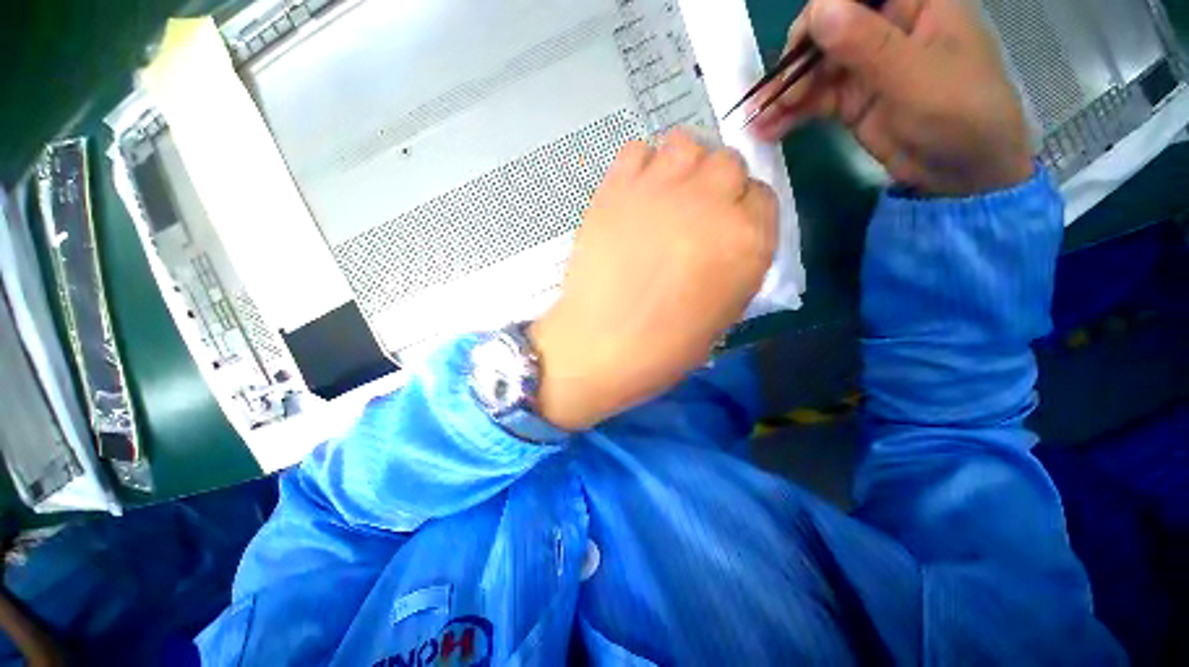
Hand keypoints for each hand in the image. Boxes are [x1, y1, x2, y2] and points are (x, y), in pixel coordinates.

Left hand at [529, 131, 776, 430]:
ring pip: (685, 144)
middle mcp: (711, 203)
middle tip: (693, 214)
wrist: (601, 345)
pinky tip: (635, 195)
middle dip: (716, 186)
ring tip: (665, 198)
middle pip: (728, 163)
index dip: (743, 211)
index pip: (762, 196)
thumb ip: (735, 264)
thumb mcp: (722, 313)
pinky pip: (636, 151)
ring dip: (682, 166)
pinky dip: (640, 166)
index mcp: (747, 241)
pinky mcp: (617, 188)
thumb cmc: (665, 346)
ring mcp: (661, 189)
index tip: (725, 226)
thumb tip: (726, 238)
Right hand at [751, 0, 1032, 196]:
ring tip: (758, 120)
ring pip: (813, 69)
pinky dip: (790, 115)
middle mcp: (884, 27)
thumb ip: (867, 43)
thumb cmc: (962, 114)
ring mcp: (865, 66)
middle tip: (774, 97)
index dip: (822, 12)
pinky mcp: (851, 100)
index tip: (799, 48)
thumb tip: (818, 9)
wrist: (965, 173)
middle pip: (826, 30)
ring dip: (783, 95)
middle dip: (795, 62)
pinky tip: (768, 130)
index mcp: (912, 2)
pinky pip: (813, 101)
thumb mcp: (915, 75)